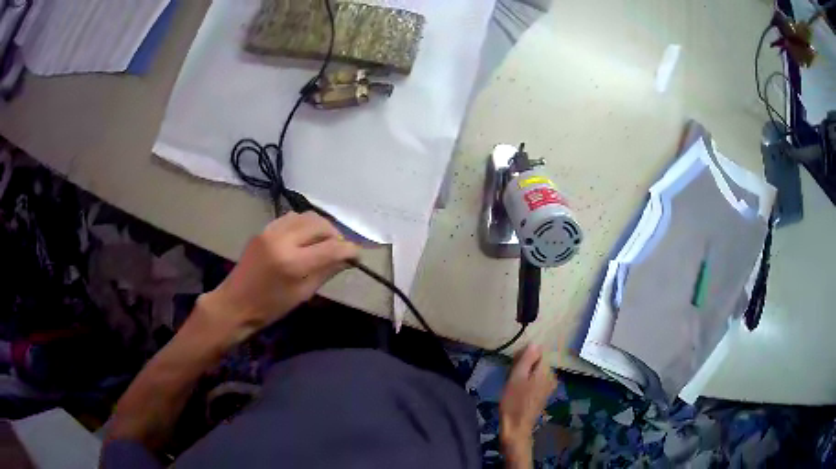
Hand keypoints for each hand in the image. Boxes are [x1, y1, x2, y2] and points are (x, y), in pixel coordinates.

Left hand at [198, 212, 358, 341]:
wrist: (235, 303)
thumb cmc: (270, 307)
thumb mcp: (302, 295)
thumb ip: (326, 272)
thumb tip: (346, 259)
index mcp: (293, 263)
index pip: (331, 248)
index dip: (349, 250)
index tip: (357, 255)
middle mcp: (282, 240)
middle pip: (320, 224)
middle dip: (336, 234)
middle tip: (341, 248)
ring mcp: (271, 231)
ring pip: (306, 216)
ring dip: (321, 226)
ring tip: (325, 240)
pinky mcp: (263, 229)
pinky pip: (291, 217)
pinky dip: (304, 224)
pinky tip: (306, 237)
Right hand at [499, 344, 556, 465]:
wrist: (517, 427)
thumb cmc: (513, 402)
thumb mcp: (516, 377)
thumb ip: (527, 359)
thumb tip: (535, 343)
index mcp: (546, 371)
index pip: (539, 351)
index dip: (525, 354)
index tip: (514, 363)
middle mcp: (551, 376)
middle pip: (539, 361)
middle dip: (526, 364)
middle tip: (511, 374)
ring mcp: (549, 387)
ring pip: (537, 371)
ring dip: (526, 373)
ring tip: (513, 382)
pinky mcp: (544, 395)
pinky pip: (537, 380)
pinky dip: (528, 381)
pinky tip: (519, 390)